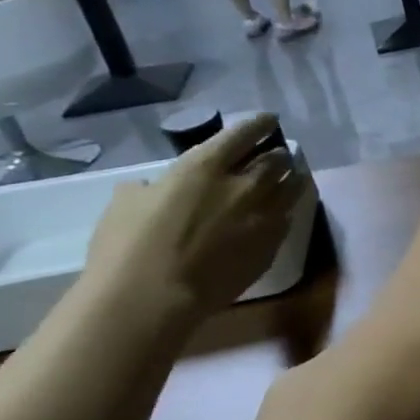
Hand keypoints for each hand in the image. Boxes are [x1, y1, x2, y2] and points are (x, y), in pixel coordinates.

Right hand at [84, 114, 302, 319]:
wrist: (152, 298)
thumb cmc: (127, 247)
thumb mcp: (126, 202)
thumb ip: (154, 187)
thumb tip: (159, 187)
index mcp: (204, 168)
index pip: (243, 134)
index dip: (258, 124)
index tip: (268, 120)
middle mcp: (244, 186)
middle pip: (277, 160)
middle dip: (277, 155)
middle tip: (275, 156)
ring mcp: (264, 216)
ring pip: (292, 187)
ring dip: (290, 179)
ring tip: (288, 177)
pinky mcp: (273, 245)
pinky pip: (287, 218)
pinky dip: (285, 210)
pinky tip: (279, 212)